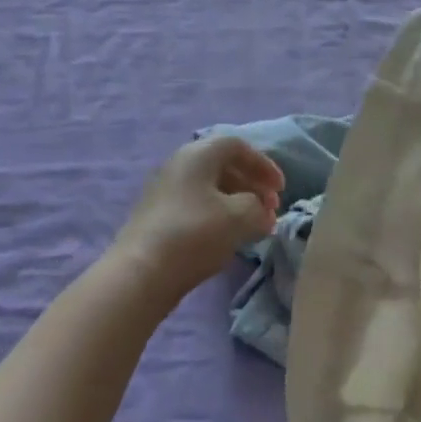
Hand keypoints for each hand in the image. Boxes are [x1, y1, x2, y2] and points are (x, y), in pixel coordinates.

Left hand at [113, 136, 285, 301]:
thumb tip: (261, 212)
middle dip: (252, 184)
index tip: (281, 189)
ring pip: (210, 187)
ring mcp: (165, 191)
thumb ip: (259, 208)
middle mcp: (179, 164)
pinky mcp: (157, 217)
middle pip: (223, 165)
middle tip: (271, 208)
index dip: (264, 165)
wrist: (140, 275)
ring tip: (255, 226)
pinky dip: (219, 215)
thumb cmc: (194, 234)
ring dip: (237, 202)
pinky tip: (228, 237)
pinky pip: (197, 205)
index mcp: (198, 154)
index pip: (238, 146)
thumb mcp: (239, 217)